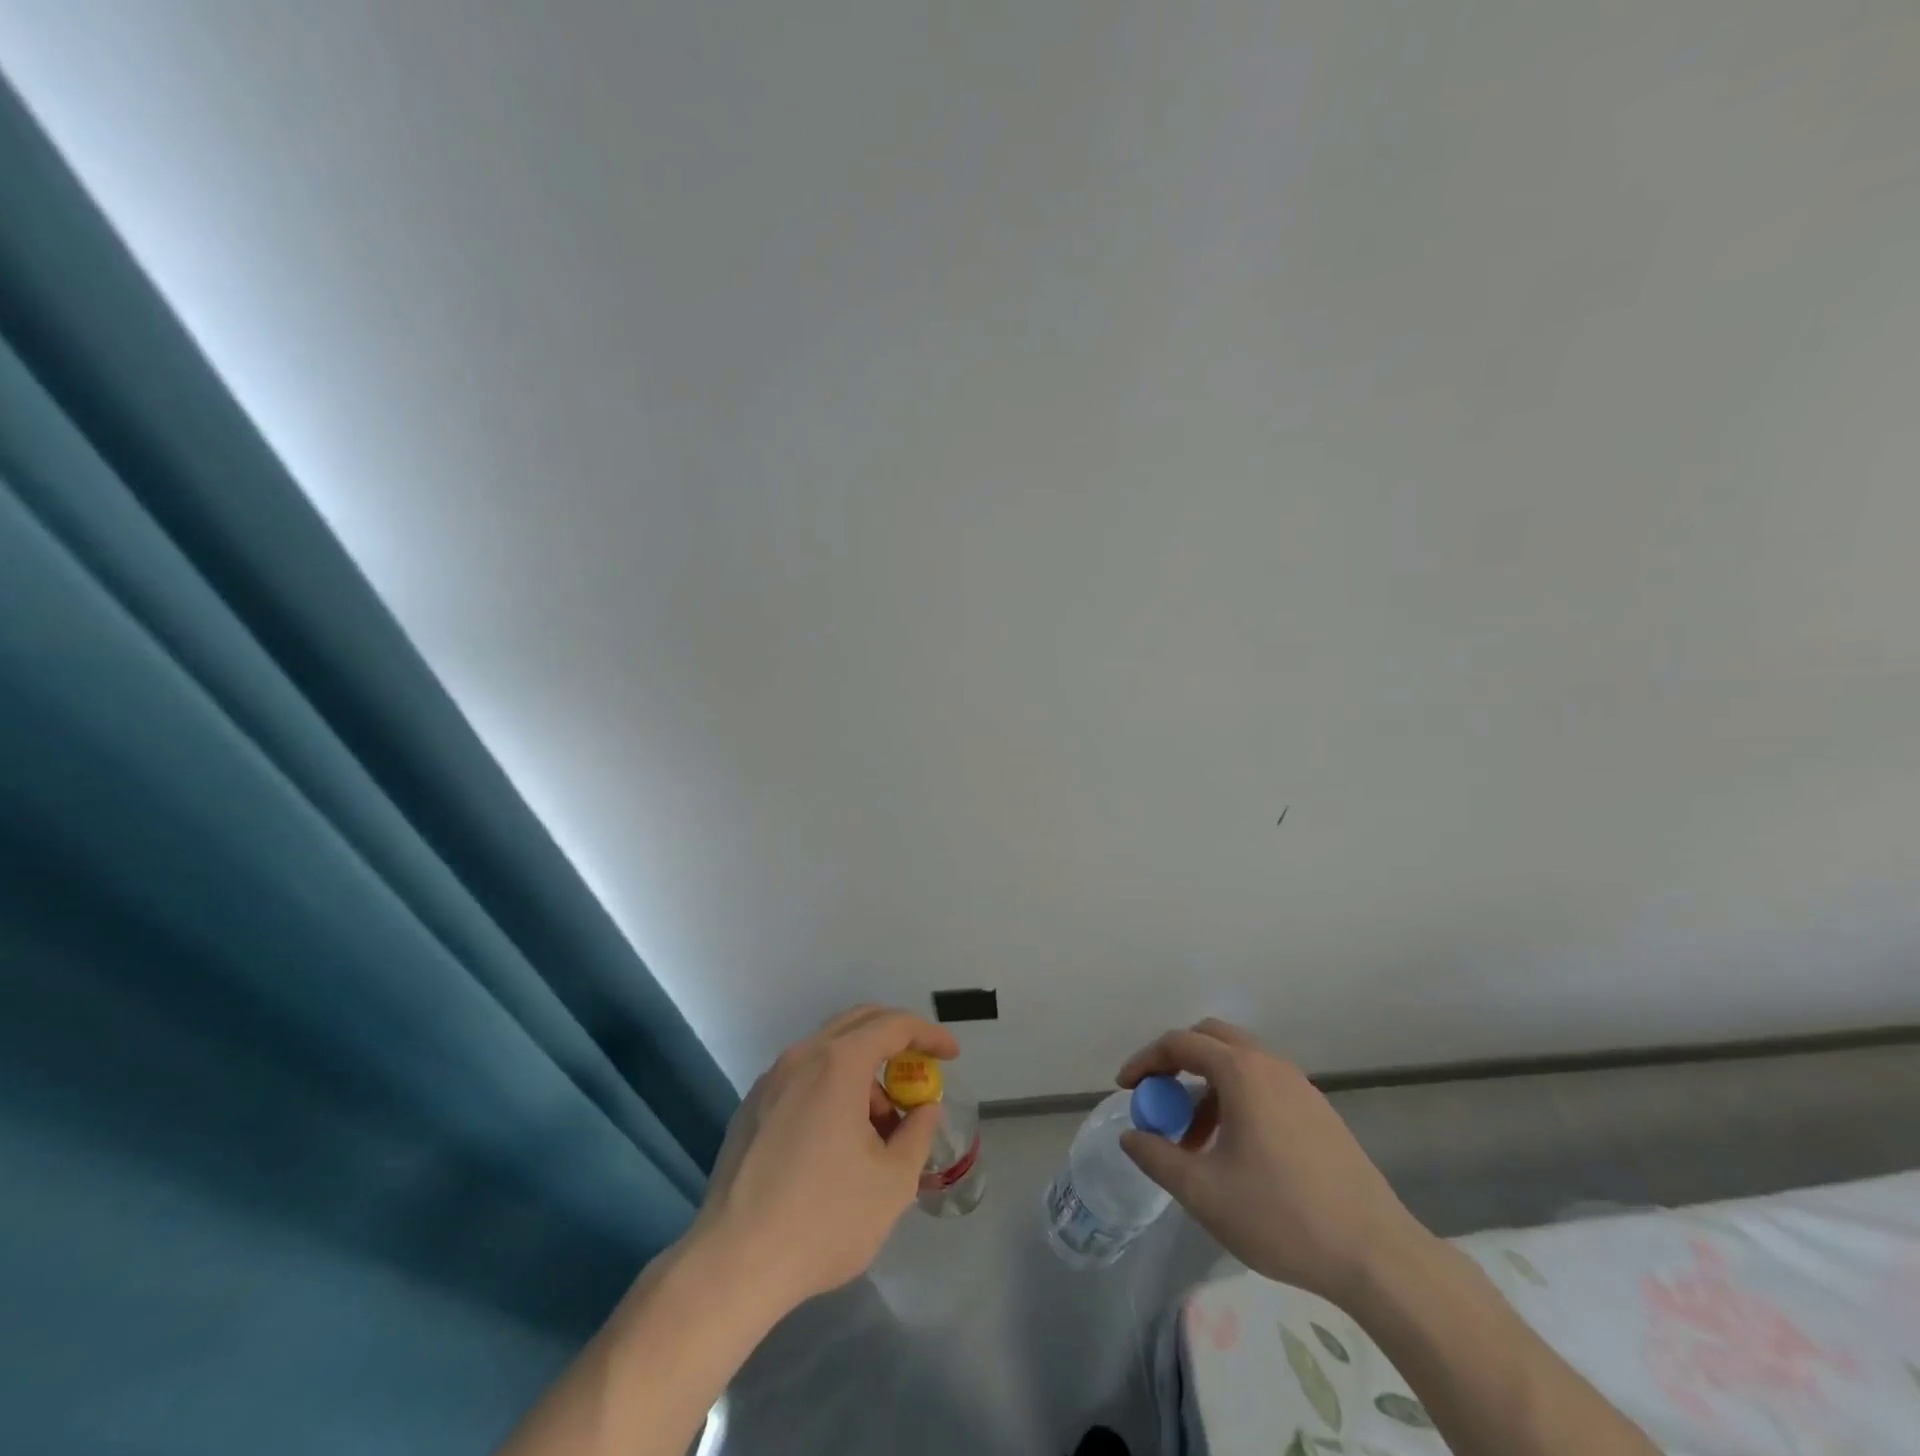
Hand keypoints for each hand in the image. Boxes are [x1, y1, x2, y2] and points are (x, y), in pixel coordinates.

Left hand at [690, 1005, 958, 1311]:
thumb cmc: (823, 1220)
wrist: (733, 1265)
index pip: (893, 1026)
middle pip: (857, 1023)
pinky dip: (832, 1087)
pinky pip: (802, 1077)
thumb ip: (917, 1134)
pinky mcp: (751, 1107)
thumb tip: (924, 1109)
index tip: (952, 1055)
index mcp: (838, 1064)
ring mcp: (770, 1081)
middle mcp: (801, 1057)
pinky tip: (837, 1139)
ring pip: (828, 1051)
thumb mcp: (892, 1183)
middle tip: (919, 1071)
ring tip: (878, 1128)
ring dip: (863, 1072)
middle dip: (895, 1040)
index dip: (928, 1035)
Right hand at [1116, 1018, 1428, 1303]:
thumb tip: (1131, 1136)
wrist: (1377, 1255)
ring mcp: (1300, 1086)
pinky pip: (1264, 1085)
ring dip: (1206, 1086)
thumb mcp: (1204, 1192)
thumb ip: (1158, 1157)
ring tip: (1193, 1139)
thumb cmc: (1281, 1216)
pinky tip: (1235, 1150)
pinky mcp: (1319, 1112)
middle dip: (1176, 1062)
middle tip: (1158, 1098)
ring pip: (1239, 1063)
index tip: (1125, 1088)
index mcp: (1241, 1072)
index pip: (1179, 1044)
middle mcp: (1270, 1065)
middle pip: (1211, 1039)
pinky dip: (1236, 1099)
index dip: (1145, 1061)